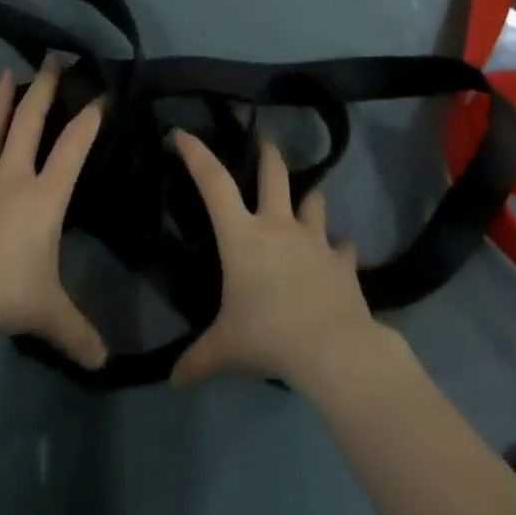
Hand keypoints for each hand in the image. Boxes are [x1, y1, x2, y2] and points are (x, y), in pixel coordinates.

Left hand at [0, 57, 107, 369]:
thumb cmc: (0, 296)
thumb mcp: (47, 314)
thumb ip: (78, 332)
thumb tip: (106, 362)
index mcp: (43, 197)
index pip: (73, 148)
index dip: (89, 120)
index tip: (101, 94)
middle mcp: (12, 176)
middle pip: (30, 123)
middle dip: (44, 89)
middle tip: (52, 59)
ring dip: (1, 101)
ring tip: (8, 72)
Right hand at [168, 128, 393, 389]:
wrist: (332, 348)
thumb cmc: (268, 336)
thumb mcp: (225, 349)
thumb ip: (197, 360)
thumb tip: (173, 381)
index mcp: (242, 235)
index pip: (214, 183)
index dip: (197, 154)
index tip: (184, 133)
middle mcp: (278, 225)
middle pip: (274, 172)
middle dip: (268, 152)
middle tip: (264, 139)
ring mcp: (314, 239)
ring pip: (313, 201)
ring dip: (309, 199)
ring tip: (307, 202)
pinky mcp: (342, 260)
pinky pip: (342, 246)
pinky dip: (339, 248)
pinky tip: (339, 255)